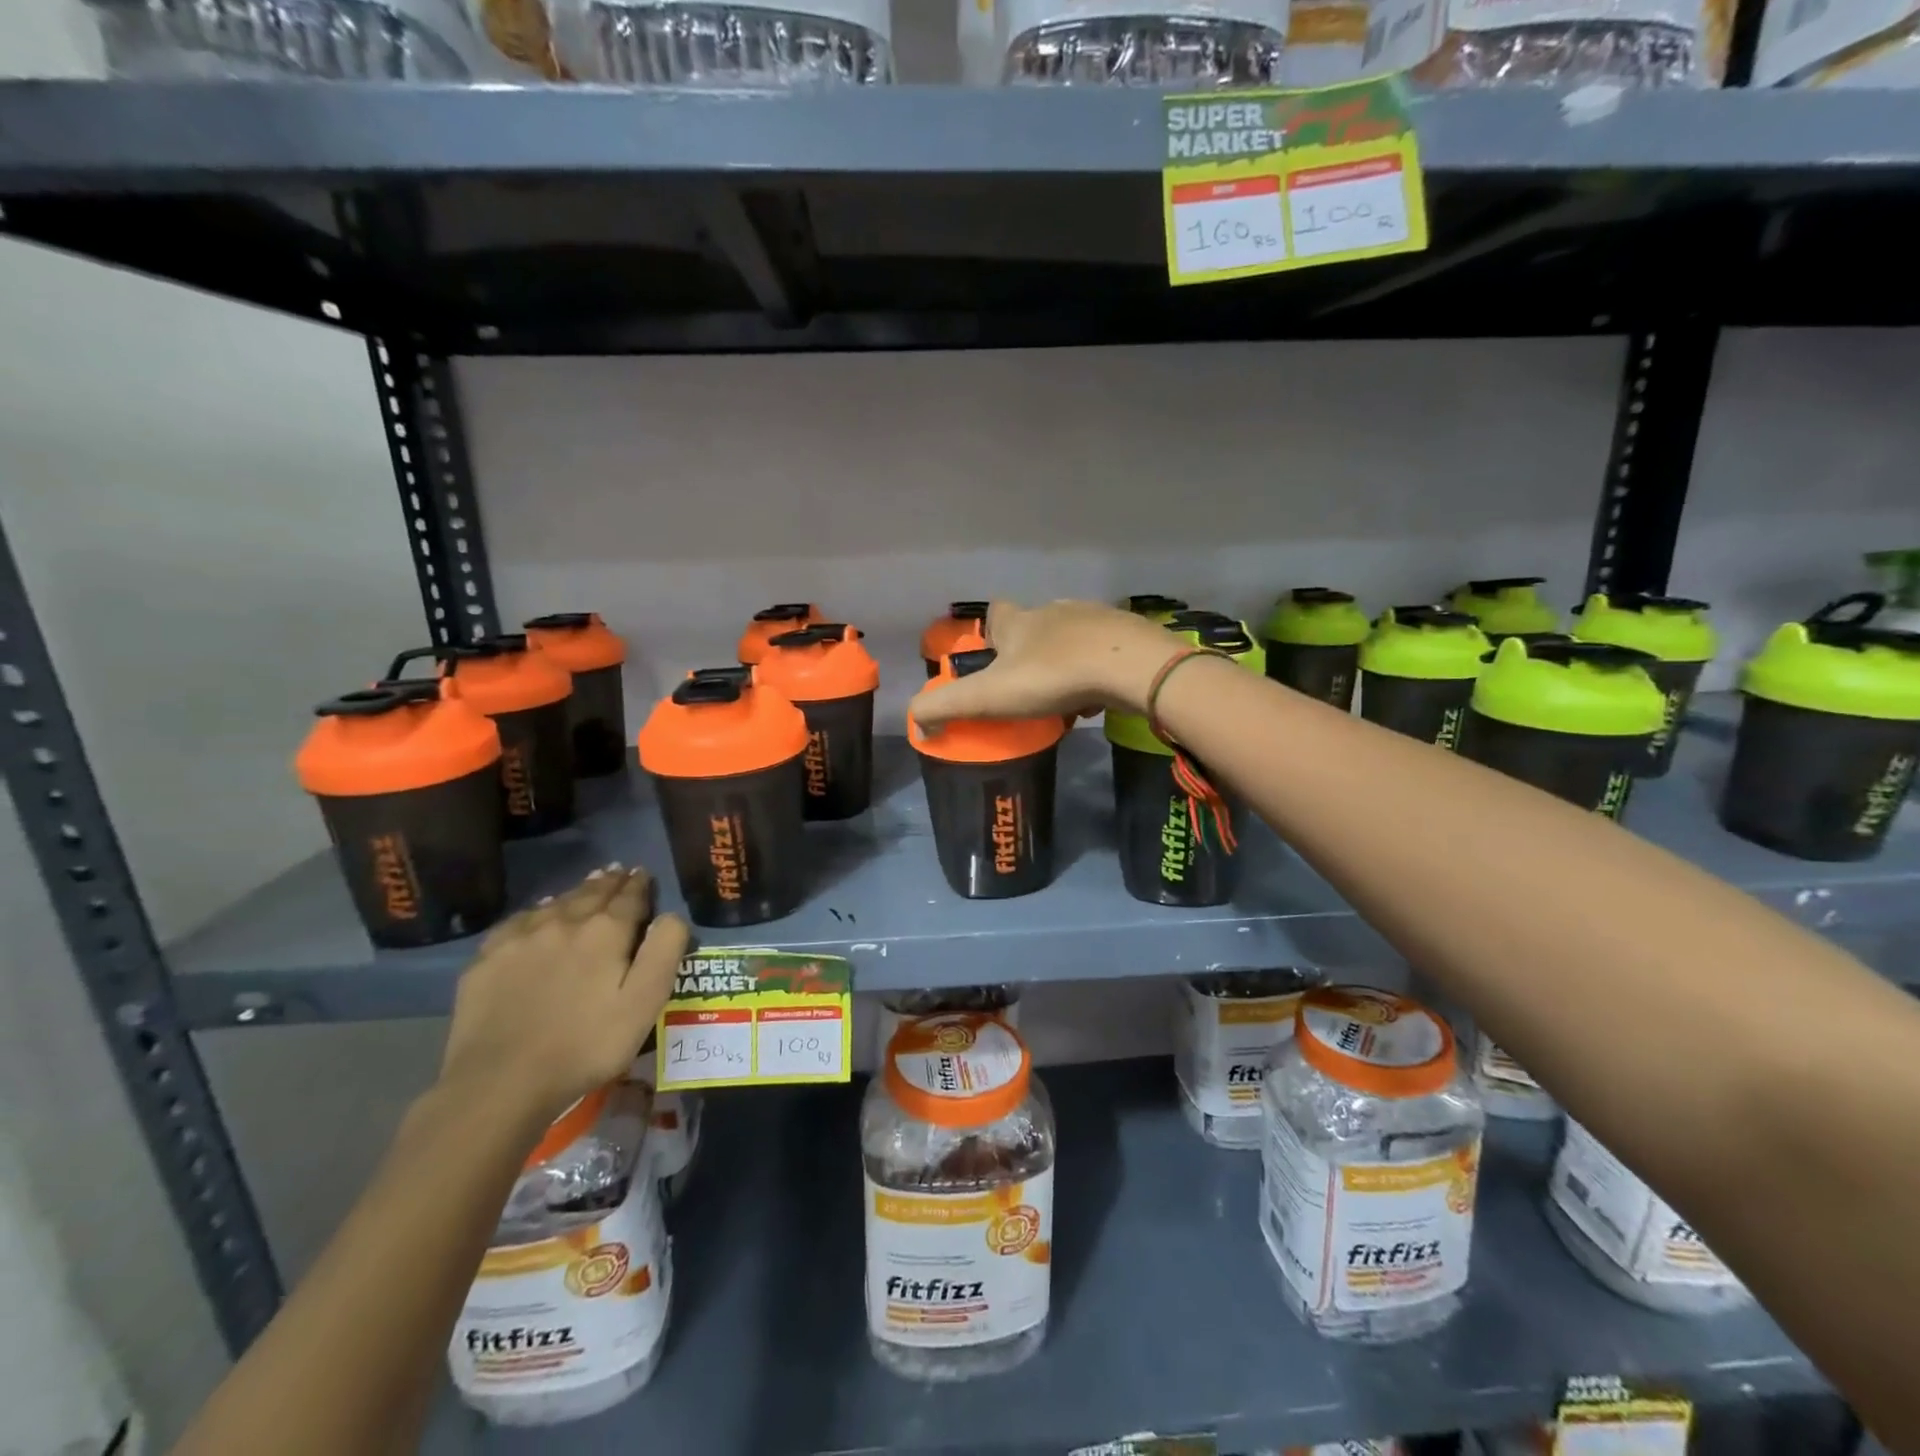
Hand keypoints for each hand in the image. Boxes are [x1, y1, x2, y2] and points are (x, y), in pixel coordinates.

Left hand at [439, 865, 688, 1120]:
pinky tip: (538, 915)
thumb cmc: (586, 1045)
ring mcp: (521, 938)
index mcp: (606, 931)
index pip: (629, 896)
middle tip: (618, 871)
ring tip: (588, 885)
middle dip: (609, 882)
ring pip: (556, 903)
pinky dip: (536, 911)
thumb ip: (664, 951)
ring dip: (576, 892)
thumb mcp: (645, 1002)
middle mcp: (564, 922)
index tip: (643, 873)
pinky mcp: (487, 959)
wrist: (500, 1082)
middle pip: (592, 893)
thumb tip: (671, 915)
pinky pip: (519, 921)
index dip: (640, 884)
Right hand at [912, 599, 1178, 728]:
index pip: (996, 613)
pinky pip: (1104, 654)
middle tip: (1027, 690)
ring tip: (1063, 700)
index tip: (991, 658)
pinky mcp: (1128, 636)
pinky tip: (1098, 699)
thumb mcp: (989, 696)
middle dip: (1029, 655)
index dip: (990, 632)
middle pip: (1035, 627)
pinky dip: (1096, 674)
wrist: (1131, 666)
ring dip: (1064, 665)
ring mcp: (1095, 620)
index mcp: (1020, 622)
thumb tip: (915, 721)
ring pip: (1071, 641)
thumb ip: (946, 707)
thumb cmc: (1053, 677)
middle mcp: (1055, 611)